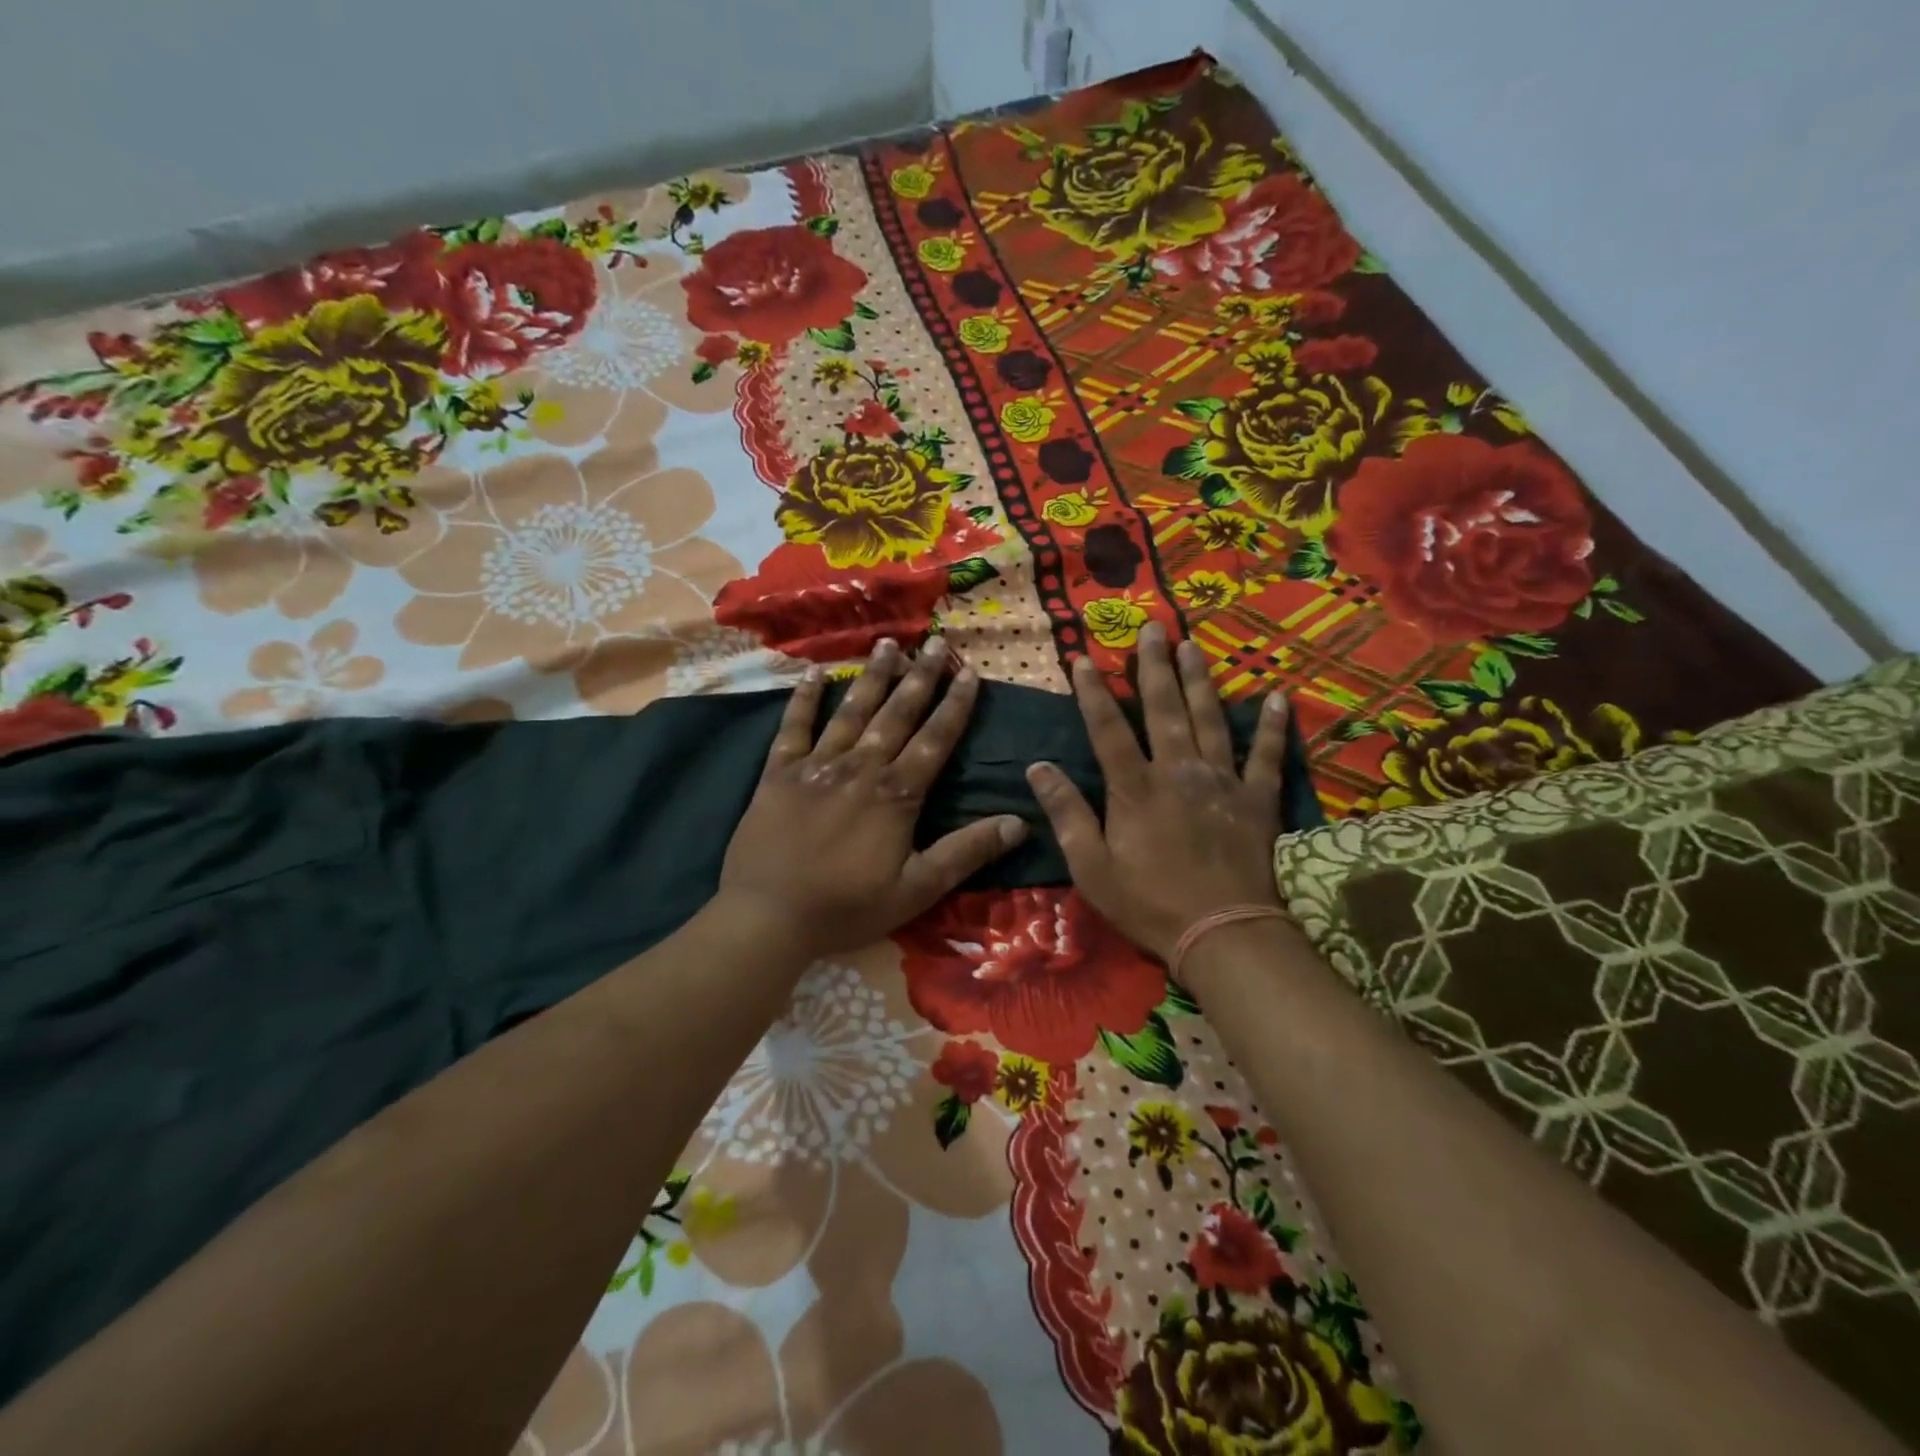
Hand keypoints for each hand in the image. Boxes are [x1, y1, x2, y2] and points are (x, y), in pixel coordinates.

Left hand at [718, 637, 1026, 960]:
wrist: (767, 917)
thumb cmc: (847, 907)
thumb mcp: (917, 889)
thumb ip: (966, 852)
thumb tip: (1020, 823)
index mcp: (896, 794)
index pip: (935, 739)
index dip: (955, 705)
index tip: (968, 672)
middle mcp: (860, 767)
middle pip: (896, 714)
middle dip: (919, 677)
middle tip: (934, 643)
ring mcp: (816, 765)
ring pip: (851, 711)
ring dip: (872, 676)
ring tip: (888, 644)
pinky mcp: (778, 773)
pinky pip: (793, 727)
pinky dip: (803, 699)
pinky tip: (814, 674)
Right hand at [1026, 623, 1289, 968]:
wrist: (1222, 933)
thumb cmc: (1148, 903)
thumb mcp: (1091, 867)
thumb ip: (1067, 813)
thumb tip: (1037, 767)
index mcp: (1134, 788)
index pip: (1108, 728)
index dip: (1094, 692)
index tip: (1084, 658)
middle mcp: (1178, 772)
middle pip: (1164, 709)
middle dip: (1154, 666)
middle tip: (1152, 628)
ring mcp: (1221, 782)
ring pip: (1210, 719)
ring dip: (1200, 680)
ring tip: (1192, 645)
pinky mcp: (1256, 800)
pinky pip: (1266, 756)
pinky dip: (1273, 727)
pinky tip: (1278, 697)